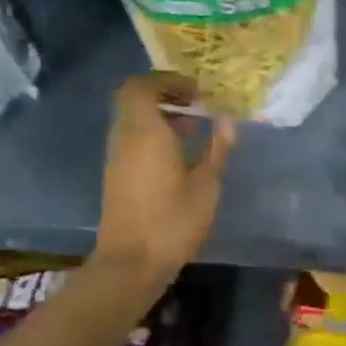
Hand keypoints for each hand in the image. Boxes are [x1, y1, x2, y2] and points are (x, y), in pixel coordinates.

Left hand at [95, 72, 234, 278]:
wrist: (131, 264)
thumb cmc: (172, 221)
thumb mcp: (206, 185)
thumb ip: (217, 148)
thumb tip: (228, 120)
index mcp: (144, 132)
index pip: (141, 86)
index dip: (167, 81)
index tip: (196, 90)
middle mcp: (124, 138)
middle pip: (135, 101)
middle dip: (165, 96)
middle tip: (197, 105)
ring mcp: (116, 158)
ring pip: (133, 121)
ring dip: (160, 117)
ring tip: (194, 130)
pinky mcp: (117, 176)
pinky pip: (132, 140)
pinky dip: (153, 136)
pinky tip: (179, 156)